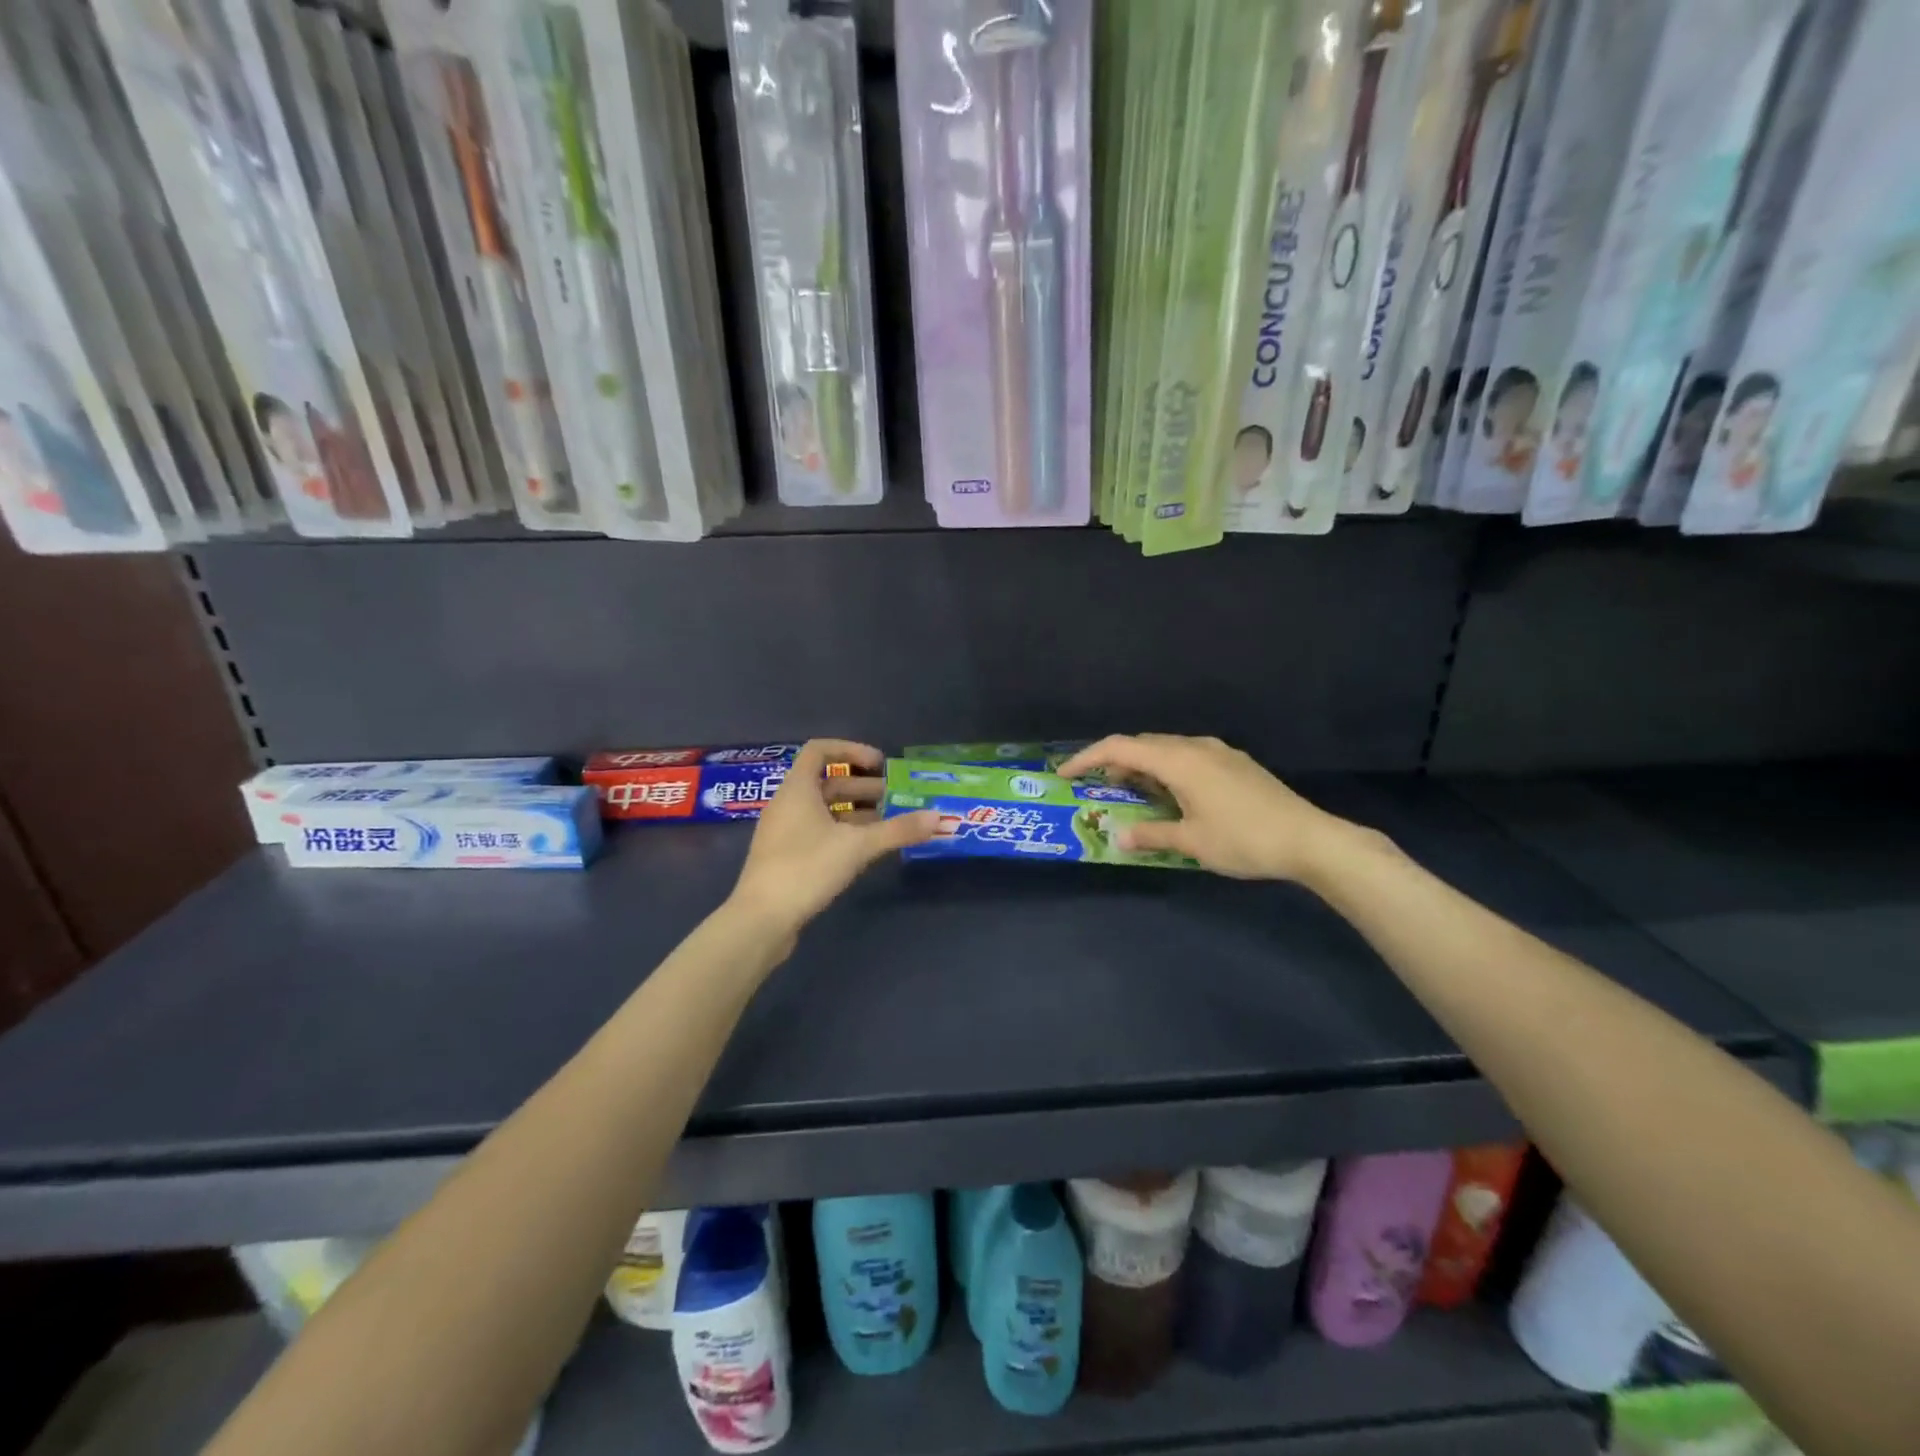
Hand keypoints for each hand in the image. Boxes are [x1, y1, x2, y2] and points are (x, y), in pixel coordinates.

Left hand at [730, 739, 937, 932]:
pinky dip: (842, 832)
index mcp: (797, 789)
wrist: (761, 920)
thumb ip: (898, 830)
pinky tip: (864, 850)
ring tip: (887, 824)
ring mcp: (783, 832)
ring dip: (855, 811)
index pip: (820, 750)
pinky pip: (817, 831)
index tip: (880, 764)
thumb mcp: (858, 846)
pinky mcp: (785, 857)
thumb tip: (938, 817)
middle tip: (894, 798)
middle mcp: (787, 804)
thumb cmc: (806, 868)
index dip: (851, 750)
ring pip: (823, 810)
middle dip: (862, 786)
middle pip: (826, 782)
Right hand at [1054, 734, 1354, 881]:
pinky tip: (1171, 795)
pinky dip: (1167, 770)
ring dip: (1143, 766)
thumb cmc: (1244, 839)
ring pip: (1167, 749)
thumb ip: (1151, 835)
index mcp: (1179, 760)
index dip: (1087, 758)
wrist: (1310, 839)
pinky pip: (1188, 757)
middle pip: (1143, 744)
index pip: (1120, 748)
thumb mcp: (1191, 842)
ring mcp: (1219, 752)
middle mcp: (1196, 746)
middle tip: (1097, 788)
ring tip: (1131, 793)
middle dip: (1114, 762)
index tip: (1065, 774)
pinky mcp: (1235, 763)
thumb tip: (1119, 836)